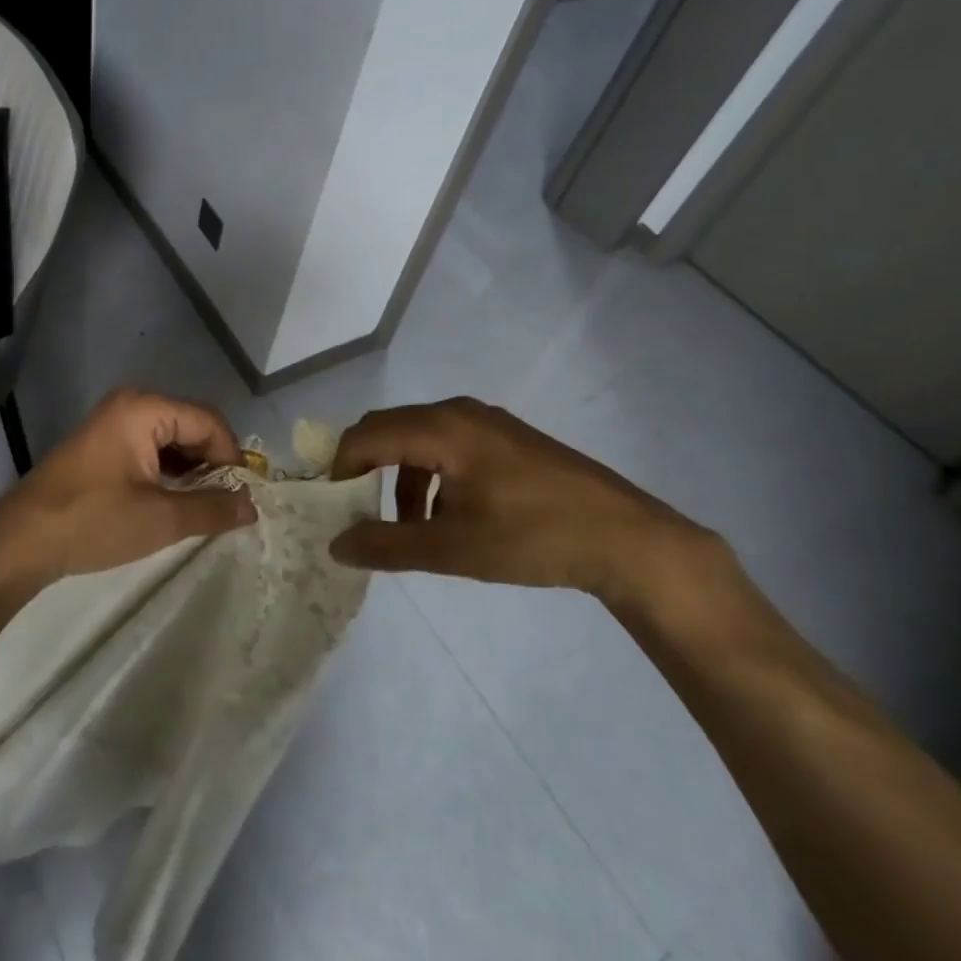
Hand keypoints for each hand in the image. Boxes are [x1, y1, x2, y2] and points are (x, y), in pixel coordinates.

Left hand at [0, 389, 257, 589]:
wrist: (21, 541)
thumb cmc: (93, 521)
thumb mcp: (161, 519)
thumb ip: (212, 509)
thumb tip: (252, 506)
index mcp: (144, 409)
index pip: (208, 422)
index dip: (231, 457)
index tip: (242, 496)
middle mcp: (129, 405)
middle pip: (190, 427)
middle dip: (211, 465)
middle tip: (224, 506)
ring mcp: (112, 424)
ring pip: (170, 441)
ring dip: (190, 472)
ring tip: (200, 509)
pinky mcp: (101, 446)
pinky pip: (148, 450)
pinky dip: (166, 474)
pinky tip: (171, 503)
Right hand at [328, 397, 732, 602]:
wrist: (629, 540)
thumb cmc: (534, 539)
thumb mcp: (453, 548)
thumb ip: (387, 545)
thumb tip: (336, 545)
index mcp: (442, 428)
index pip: (366, 435)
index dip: (339, 468)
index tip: (331, 508)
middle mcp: (459, 412)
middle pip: (388, 429)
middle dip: (365, 469)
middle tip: (357, 512)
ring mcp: (486, 422)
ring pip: (418, 438)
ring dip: (399, 477)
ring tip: (407, 528)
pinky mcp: (506, 438)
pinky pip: (447, 444)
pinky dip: (429, 475)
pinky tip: (446, 516)